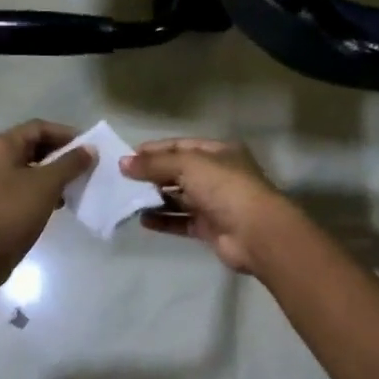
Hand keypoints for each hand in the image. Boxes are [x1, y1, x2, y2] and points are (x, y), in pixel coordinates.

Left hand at [0, 120, 94, 288]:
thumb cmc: (15, 211)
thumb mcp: (48, 184)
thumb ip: (71, 163)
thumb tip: (90, 150)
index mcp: (0, 146)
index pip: (38, 127)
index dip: (65, 134)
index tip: (87, 147)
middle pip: (31, 145)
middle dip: (59, 154)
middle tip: (83, 165)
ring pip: (27, 167)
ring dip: (52, 172)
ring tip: (74, 184)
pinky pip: (20, 185)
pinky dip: (40, 188)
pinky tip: (58, 202)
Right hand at [121, 138, 293, 274]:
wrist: (256, 233)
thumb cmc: (225, 188)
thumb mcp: (188, 165)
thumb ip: (155, 164)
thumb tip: (123, 163)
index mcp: (218, 152)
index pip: (180, 146)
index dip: (154, 150)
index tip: (127, 158)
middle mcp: (217, 175)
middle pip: (178, 172)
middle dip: (152, 175)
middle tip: (122, 181)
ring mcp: (214, 203)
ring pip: (178, 198)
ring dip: (155, 199)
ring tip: (128, 201)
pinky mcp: (209, 228)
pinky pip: (181, 221)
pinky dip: (163, 220)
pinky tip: (143, 220)